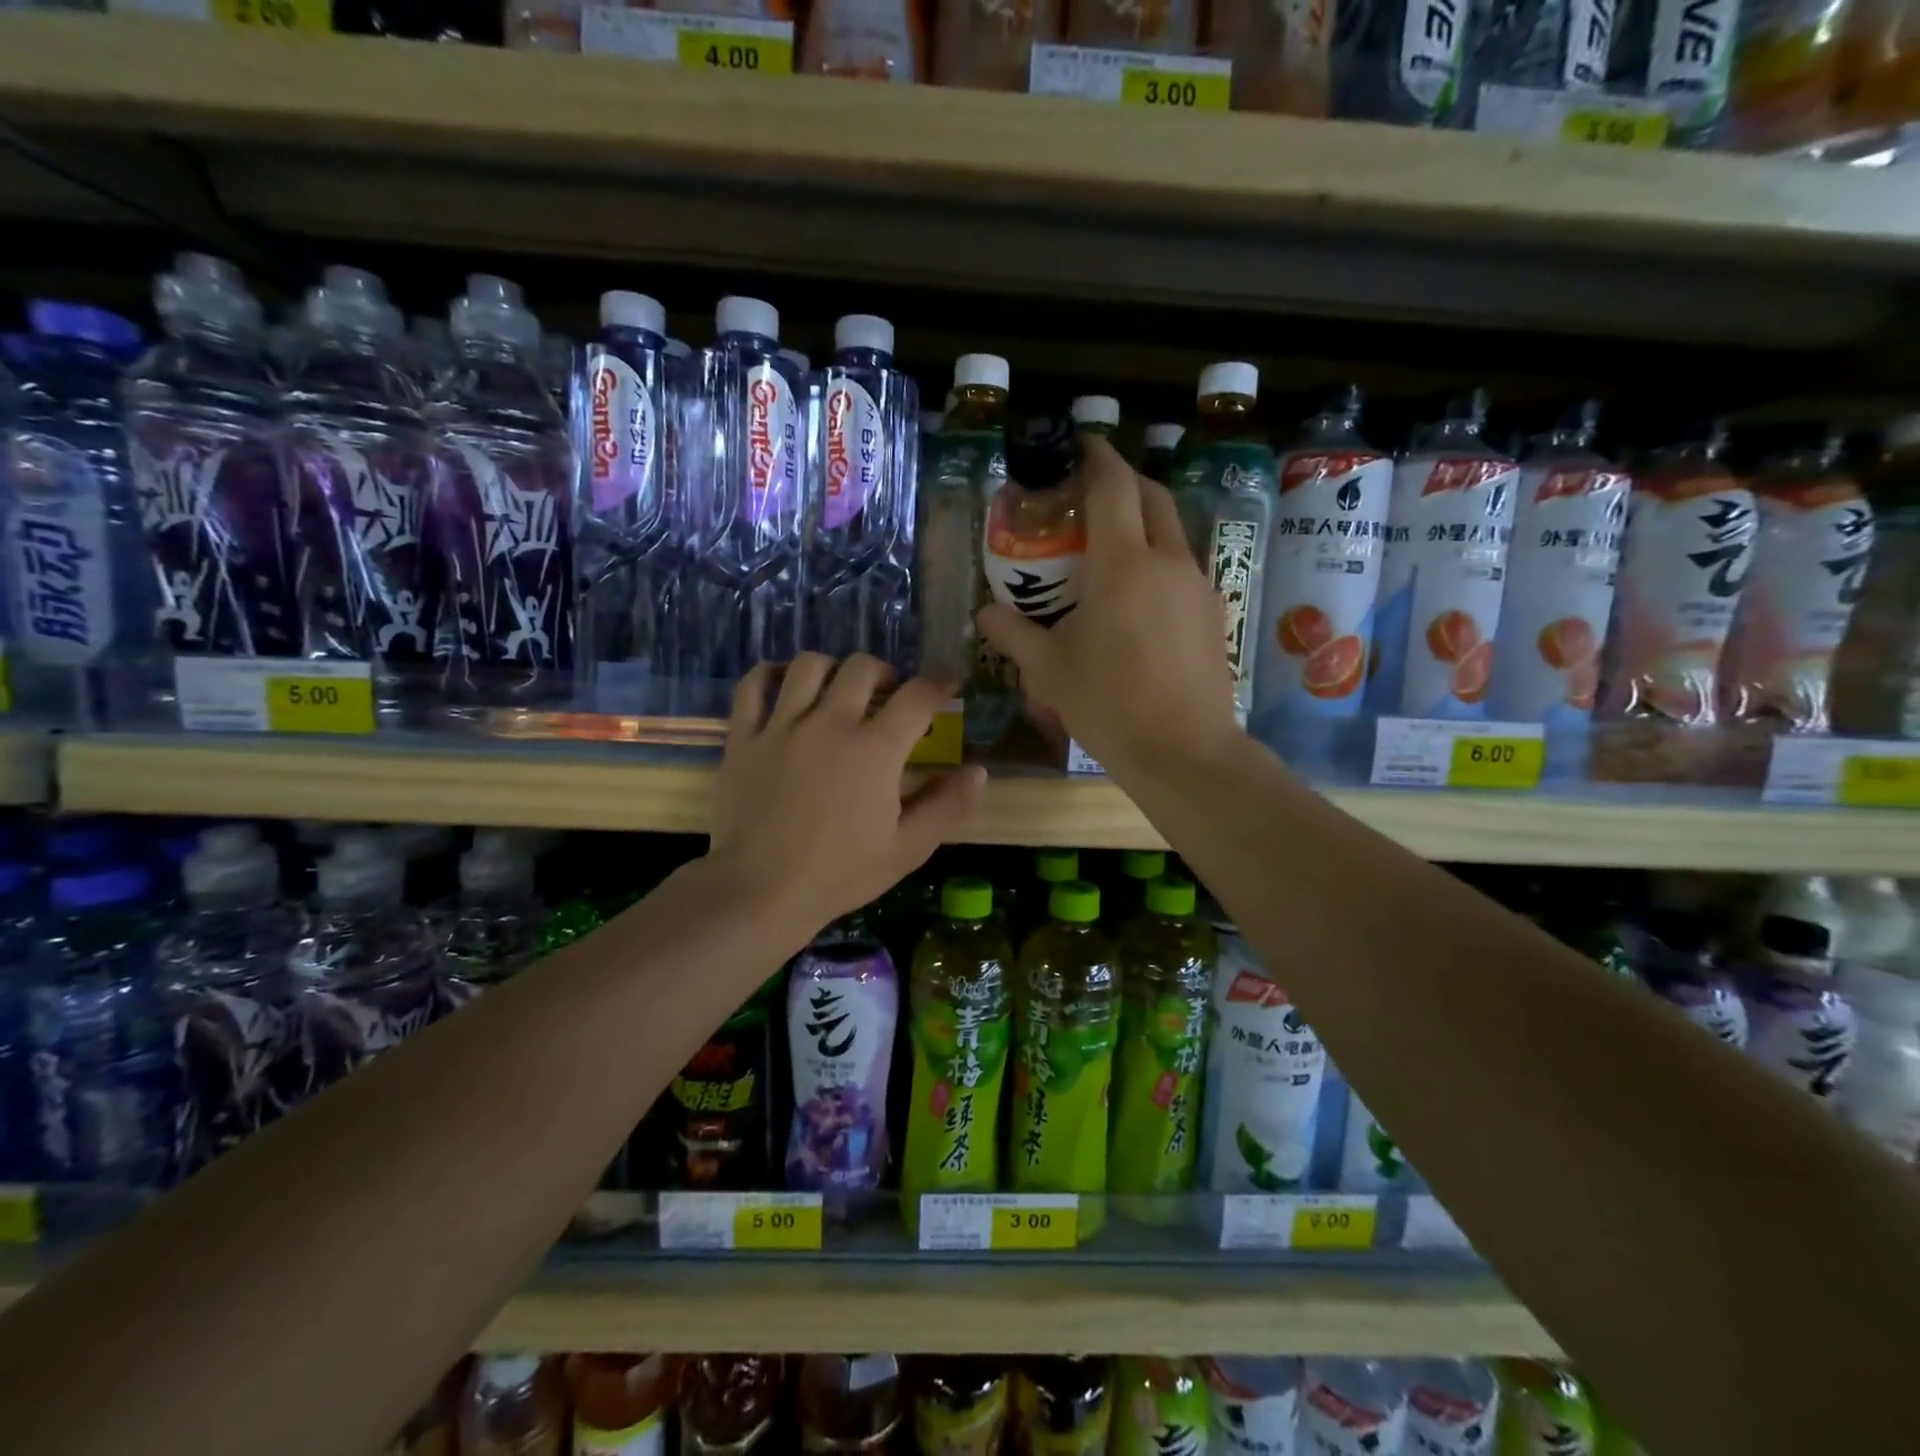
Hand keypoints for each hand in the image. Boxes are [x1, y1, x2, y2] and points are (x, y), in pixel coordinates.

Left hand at [706, 654, 985, 940]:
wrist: (760, 892)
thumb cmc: (839, 874)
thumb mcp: (908, 849)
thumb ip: (947, 806)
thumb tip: (979, 770)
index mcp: (875, 749)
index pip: (918, 696)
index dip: (939, 684)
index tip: (946, 684)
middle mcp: (830, 724)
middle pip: (862, 668)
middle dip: (886, 673)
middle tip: (890, 694)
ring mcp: (782, 726)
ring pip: (808, 666)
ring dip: (832, 669)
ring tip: (838, 690)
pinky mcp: (744, 738)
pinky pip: (753, 686)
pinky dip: (768, 675)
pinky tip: (782, 685)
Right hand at [978, 434, 1238, 774]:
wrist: (1183, 751)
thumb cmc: (1108, 703)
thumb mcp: (1048, 669)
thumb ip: (1014, 634)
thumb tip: (985, 614)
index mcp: (1123, 565)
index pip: (1114, 487)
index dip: (1097, 457)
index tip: (1081, 445)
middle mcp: (1167, 563)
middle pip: (1153, 498)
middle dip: (1126, 482)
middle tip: (1092, 494)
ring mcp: (1198, 588)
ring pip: (1172, 534)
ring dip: (1144, 525)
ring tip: (1111, 550)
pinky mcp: (1213, 615)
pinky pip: (1183, 570)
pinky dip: (1158, 563)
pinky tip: (1137, 599)